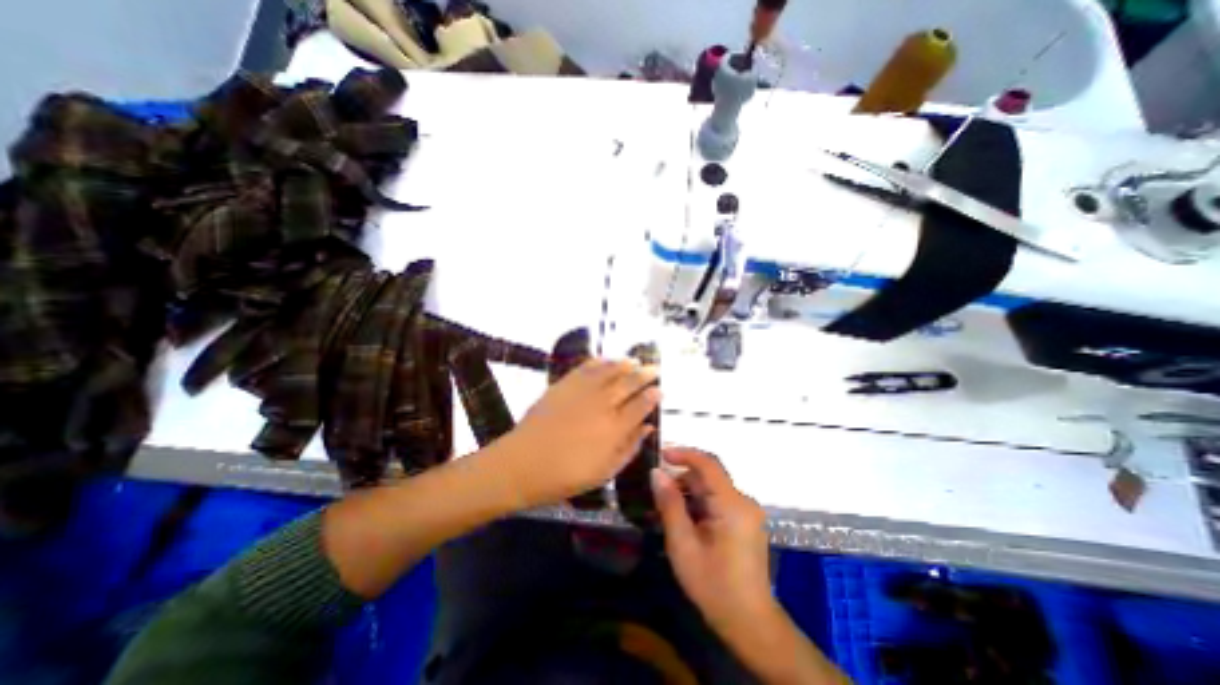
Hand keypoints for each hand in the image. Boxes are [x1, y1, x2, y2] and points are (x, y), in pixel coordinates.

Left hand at [493, 357, 658, 508]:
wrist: (521, 465)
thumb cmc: (565, 476)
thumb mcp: (604, 472)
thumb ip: (629, 448)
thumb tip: (648, 428)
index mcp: (614, 429)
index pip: (641, 406)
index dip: (653, 396)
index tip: (660, 390)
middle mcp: (602, 405)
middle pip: (629, 383)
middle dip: (645, 374)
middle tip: (654, 368)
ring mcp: (581, 392)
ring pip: (609, 371)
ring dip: (624, 364)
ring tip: (634, 360)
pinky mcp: (563, 385)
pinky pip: (585, 368)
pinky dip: (598, 362)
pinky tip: (606, 360)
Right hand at [653, 450, 775, 635]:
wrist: (750, 624)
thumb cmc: (713, 585)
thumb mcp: (683, 545)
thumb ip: (670, 504)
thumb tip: (656, 473)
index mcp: (732, 505)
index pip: (708, 464)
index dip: (684, 454)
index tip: (660, 455)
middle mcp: (744, 501)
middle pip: (710, 476)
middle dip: (682, 478)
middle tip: (657, 491)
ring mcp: (747, 511)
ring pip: (713, 488)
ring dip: (689, 492)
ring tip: (667, 509)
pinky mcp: (746, 521)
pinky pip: (719, 500)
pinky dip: (700, 502)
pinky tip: (685, 520)